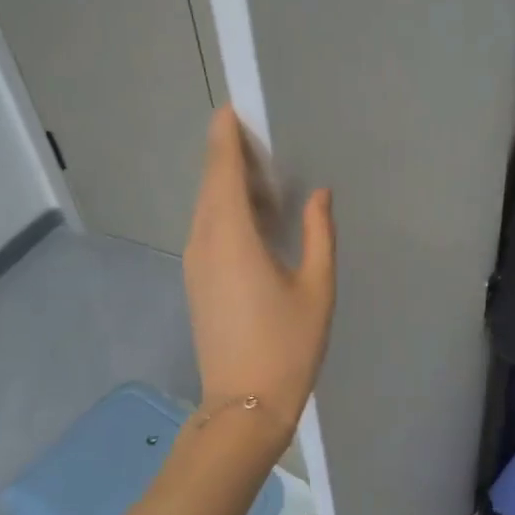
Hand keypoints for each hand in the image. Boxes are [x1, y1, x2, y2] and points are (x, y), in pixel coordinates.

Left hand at [182, 106, 335, 441]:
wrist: (245, 404)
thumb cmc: (289, 345)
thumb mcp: (317, 287)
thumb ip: (318, 234)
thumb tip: (318, 194)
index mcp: (232, 238)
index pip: (222, 172)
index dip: (225, 138)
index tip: (233, 110)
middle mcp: (204, 242)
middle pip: (210, 186)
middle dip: (230, 158)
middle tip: (262, 140)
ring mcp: (196, 264)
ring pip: (207, 209)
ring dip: (229, 187)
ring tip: (264, 176)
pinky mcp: (197, 282)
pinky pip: (208, 231)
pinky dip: (227, 213)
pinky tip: (255, 219)